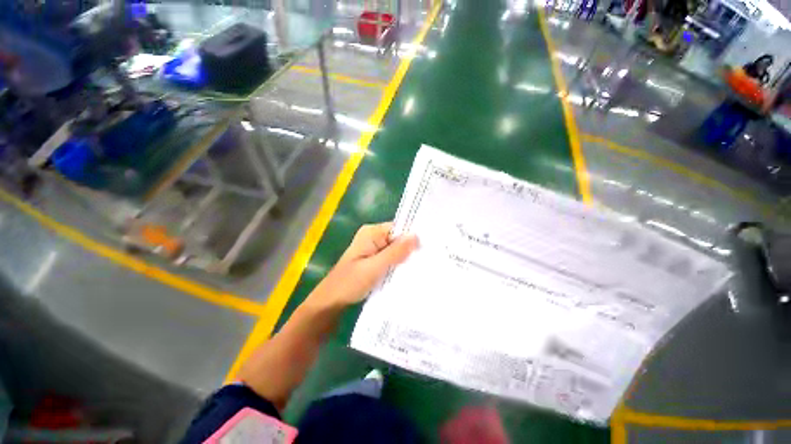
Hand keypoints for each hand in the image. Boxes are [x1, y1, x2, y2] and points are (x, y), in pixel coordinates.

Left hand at [310, 222, 417, 307]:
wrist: (331, 301)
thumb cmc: (349, 283)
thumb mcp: (374, 267)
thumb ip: (395, 252)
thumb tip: (416, 236)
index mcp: (371, 233)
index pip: (398, 228)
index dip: (412, 237)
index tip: (428, 249)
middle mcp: (373, 237)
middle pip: (398, 239)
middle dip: (410, 249)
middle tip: (427, 261)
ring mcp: (374, 248)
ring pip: (396, 250)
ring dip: (405, 258)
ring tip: (422, 268)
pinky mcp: (374, 259)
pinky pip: (391, 258)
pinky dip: (398, 265)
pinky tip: (408, 273)